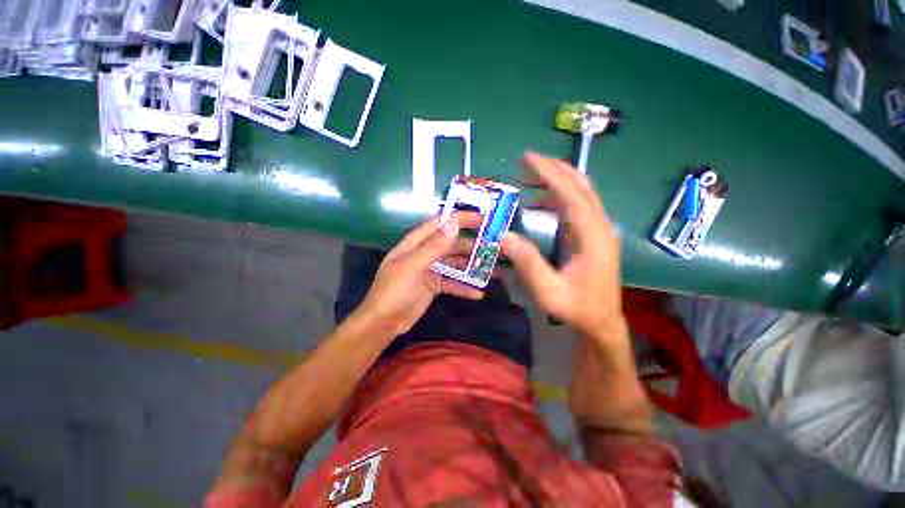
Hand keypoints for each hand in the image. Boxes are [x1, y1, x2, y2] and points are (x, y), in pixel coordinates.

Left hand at [355, 212, 484, 336]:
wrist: (384, 323)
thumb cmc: (394, 291)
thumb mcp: (413, 266)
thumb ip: (433, 246)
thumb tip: (453, 223)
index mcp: (417, 242)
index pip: (442, 223)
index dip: (462, 218)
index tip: (484, 219)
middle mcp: (426, 252)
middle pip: (453, 243)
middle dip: (473, 244)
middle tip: (496, 247)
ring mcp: (431, 268)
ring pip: (456, 263)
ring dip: (473, 266)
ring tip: (494, 269)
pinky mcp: (435, 284)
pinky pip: (453, 282)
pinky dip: (465, 286)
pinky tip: (479, 293)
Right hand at [502, 152, 624, 340]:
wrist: (601, 321)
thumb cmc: (577, 308)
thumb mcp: (549, 291)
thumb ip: (528, 264)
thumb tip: (503, 236)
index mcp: (593, 237)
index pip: (571, 195)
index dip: (550, 174)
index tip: (528, 158)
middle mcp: (600, 227)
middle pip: (580, 186)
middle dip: (554, 169)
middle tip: (527, 161)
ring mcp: (599, 229)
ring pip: (581, 193)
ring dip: (556, 181)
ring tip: (528, 179)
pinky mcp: (593, 234)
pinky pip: (577, 205)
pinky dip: (558, 197)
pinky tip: (539, 202)